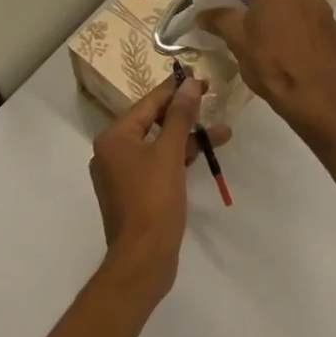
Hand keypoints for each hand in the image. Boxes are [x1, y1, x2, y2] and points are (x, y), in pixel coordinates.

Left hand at [88, 77, 229, 294]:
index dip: (174, 90)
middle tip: (211, 98)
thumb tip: (189, 84)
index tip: (198, 77)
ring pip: (158, 145)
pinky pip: (158, 164)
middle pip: (152, 122)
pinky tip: (204, 153)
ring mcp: (122, 174)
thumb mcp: (170, 154)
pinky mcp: (135, 193)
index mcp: (114, 138)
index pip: (147, 103)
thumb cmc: (153, 201)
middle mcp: (112, 152)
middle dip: (184, 113)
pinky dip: (179, 158)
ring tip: (223, 131)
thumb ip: (180, 117)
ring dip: (188, 137)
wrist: (143, 260)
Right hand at [198, 0, 335, 136]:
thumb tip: (203, 13)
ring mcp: (321, 4)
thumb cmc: (270, 63)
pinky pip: (308, 12)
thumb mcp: (237, 41)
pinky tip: (287, 38)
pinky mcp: (333, 24)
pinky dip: (294, 17)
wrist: (316, 97)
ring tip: (262, 19)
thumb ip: (219, 20)